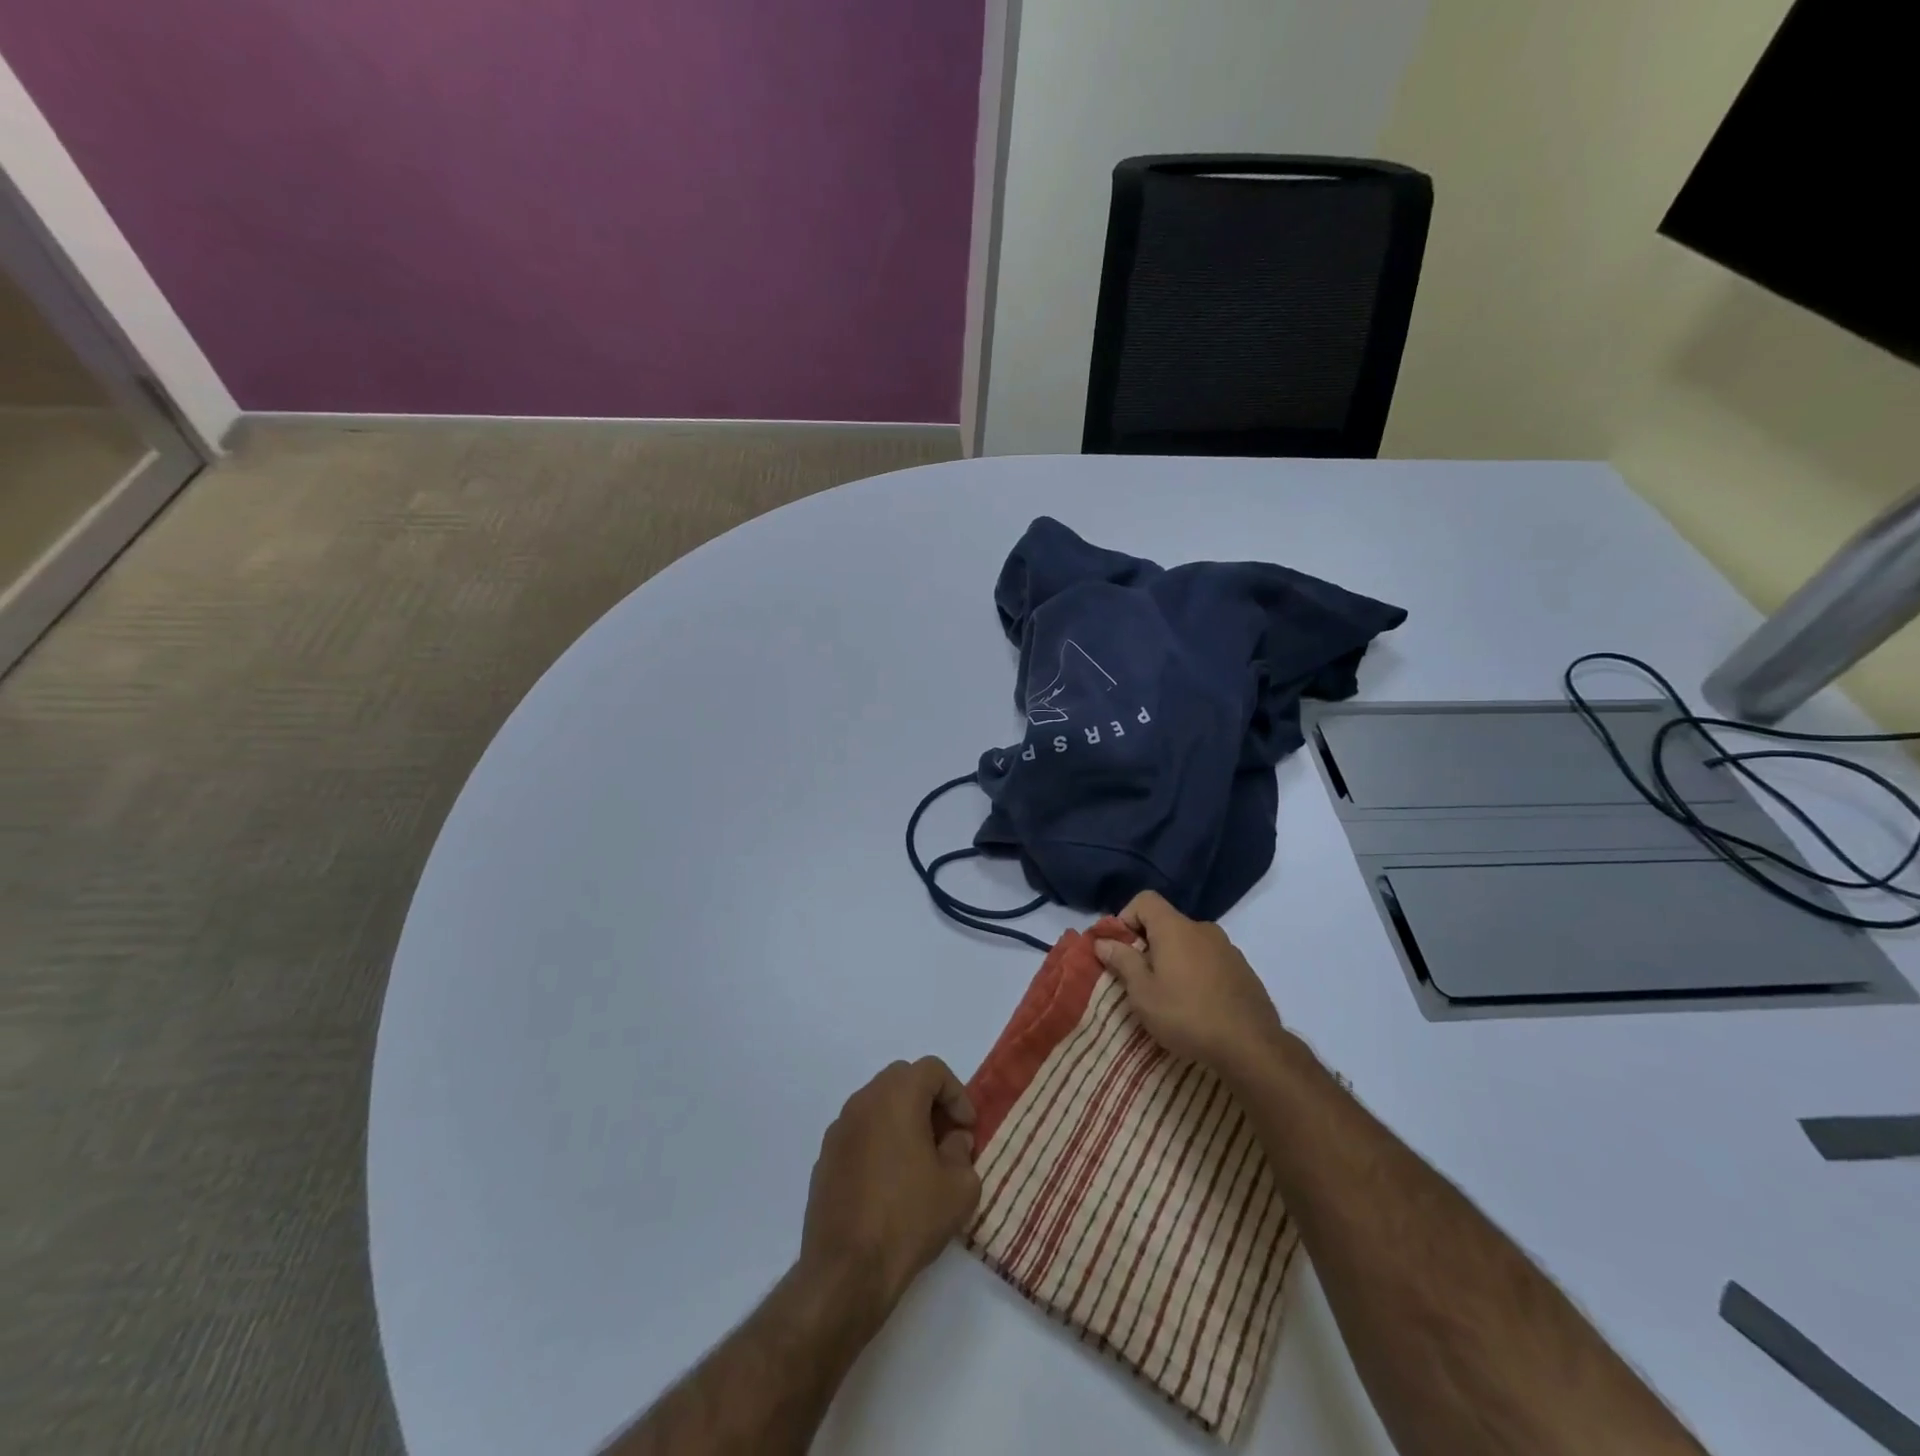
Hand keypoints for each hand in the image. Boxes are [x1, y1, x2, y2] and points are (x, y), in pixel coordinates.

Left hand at [800, 1057, 981, 1312]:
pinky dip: (879, 1140)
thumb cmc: (909, 1219)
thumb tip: (953, 1139)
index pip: (932, 1070)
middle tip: (946, 1137)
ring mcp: (839, 1128)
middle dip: (929, 1101)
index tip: (967, 1129)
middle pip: (902, 1079)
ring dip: (902, 1119)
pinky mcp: (825, 1157)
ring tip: (920, 1161)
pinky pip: (860, 1132)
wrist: (846, 1270)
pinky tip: (890, 1181)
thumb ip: (962, 1151)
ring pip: (878, 1104)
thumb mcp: (959, 1188)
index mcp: (897, 1096)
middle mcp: (863, 1101)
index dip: (956, 1094)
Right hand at [1094, 891, 1286, 1080]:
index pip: (1145, 900)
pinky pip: (1210, 960)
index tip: (1122, 950)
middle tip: (1142, 979)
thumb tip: (1103, 941)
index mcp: (1175, 927)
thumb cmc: (1186, 1014)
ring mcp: (1227, 948)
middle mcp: (1203, 928)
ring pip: (1189, 943)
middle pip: (1166, 923)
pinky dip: (1197, 972)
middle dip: (1149, 945)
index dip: (1126, 918)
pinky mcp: (1243, 970)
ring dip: (1174, 960)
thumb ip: (1122, 961)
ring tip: (1171, 996)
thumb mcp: (1143, 992)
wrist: (1251, 1046)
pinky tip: (1198, 1005)